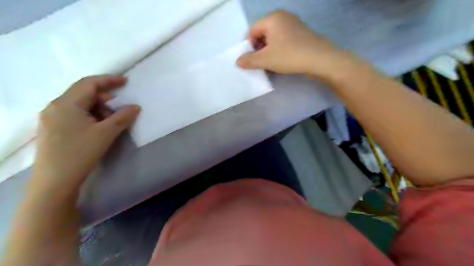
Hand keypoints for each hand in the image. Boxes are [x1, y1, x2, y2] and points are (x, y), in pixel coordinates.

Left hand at [33, 76, 138, 192]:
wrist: (55, 181)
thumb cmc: (81, 152)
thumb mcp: (106, 133)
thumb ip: (123, 117)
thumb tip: (136, 107)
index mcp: (66, 103)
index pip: (89, 83)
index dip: (109, 80)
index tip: (125, 81)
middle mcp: (55, 106)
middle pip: (84, 93)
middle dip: (105, 98)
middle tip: (120, 109)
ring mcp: (52, 117)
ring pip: (80, 105)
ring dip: (99, 109)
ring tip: (110, 123)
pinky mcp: (53, 128)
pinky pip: (75, 114)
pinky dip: (91, 116)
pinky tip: (98, 128)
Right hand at [235, 9, 360, 81]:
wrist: (320, 60)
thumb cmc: (289, 56)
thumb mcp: (266, 59)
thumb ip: (249, 60)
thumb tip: (238, 61)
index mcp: (272, 18)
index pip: (252, 31)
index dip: (248, 46)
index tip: (250, 61)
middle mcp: (283, 17)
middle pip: (262, 34)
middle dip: (258, 50)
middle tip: (259, 64)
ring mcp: (294, 25)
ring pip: (273, 39)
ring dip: (268, 52)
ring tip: (269, 65)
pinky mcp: (301, 34)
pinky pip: (284, 41)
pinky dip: (278, 51)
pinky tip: (281, 62)